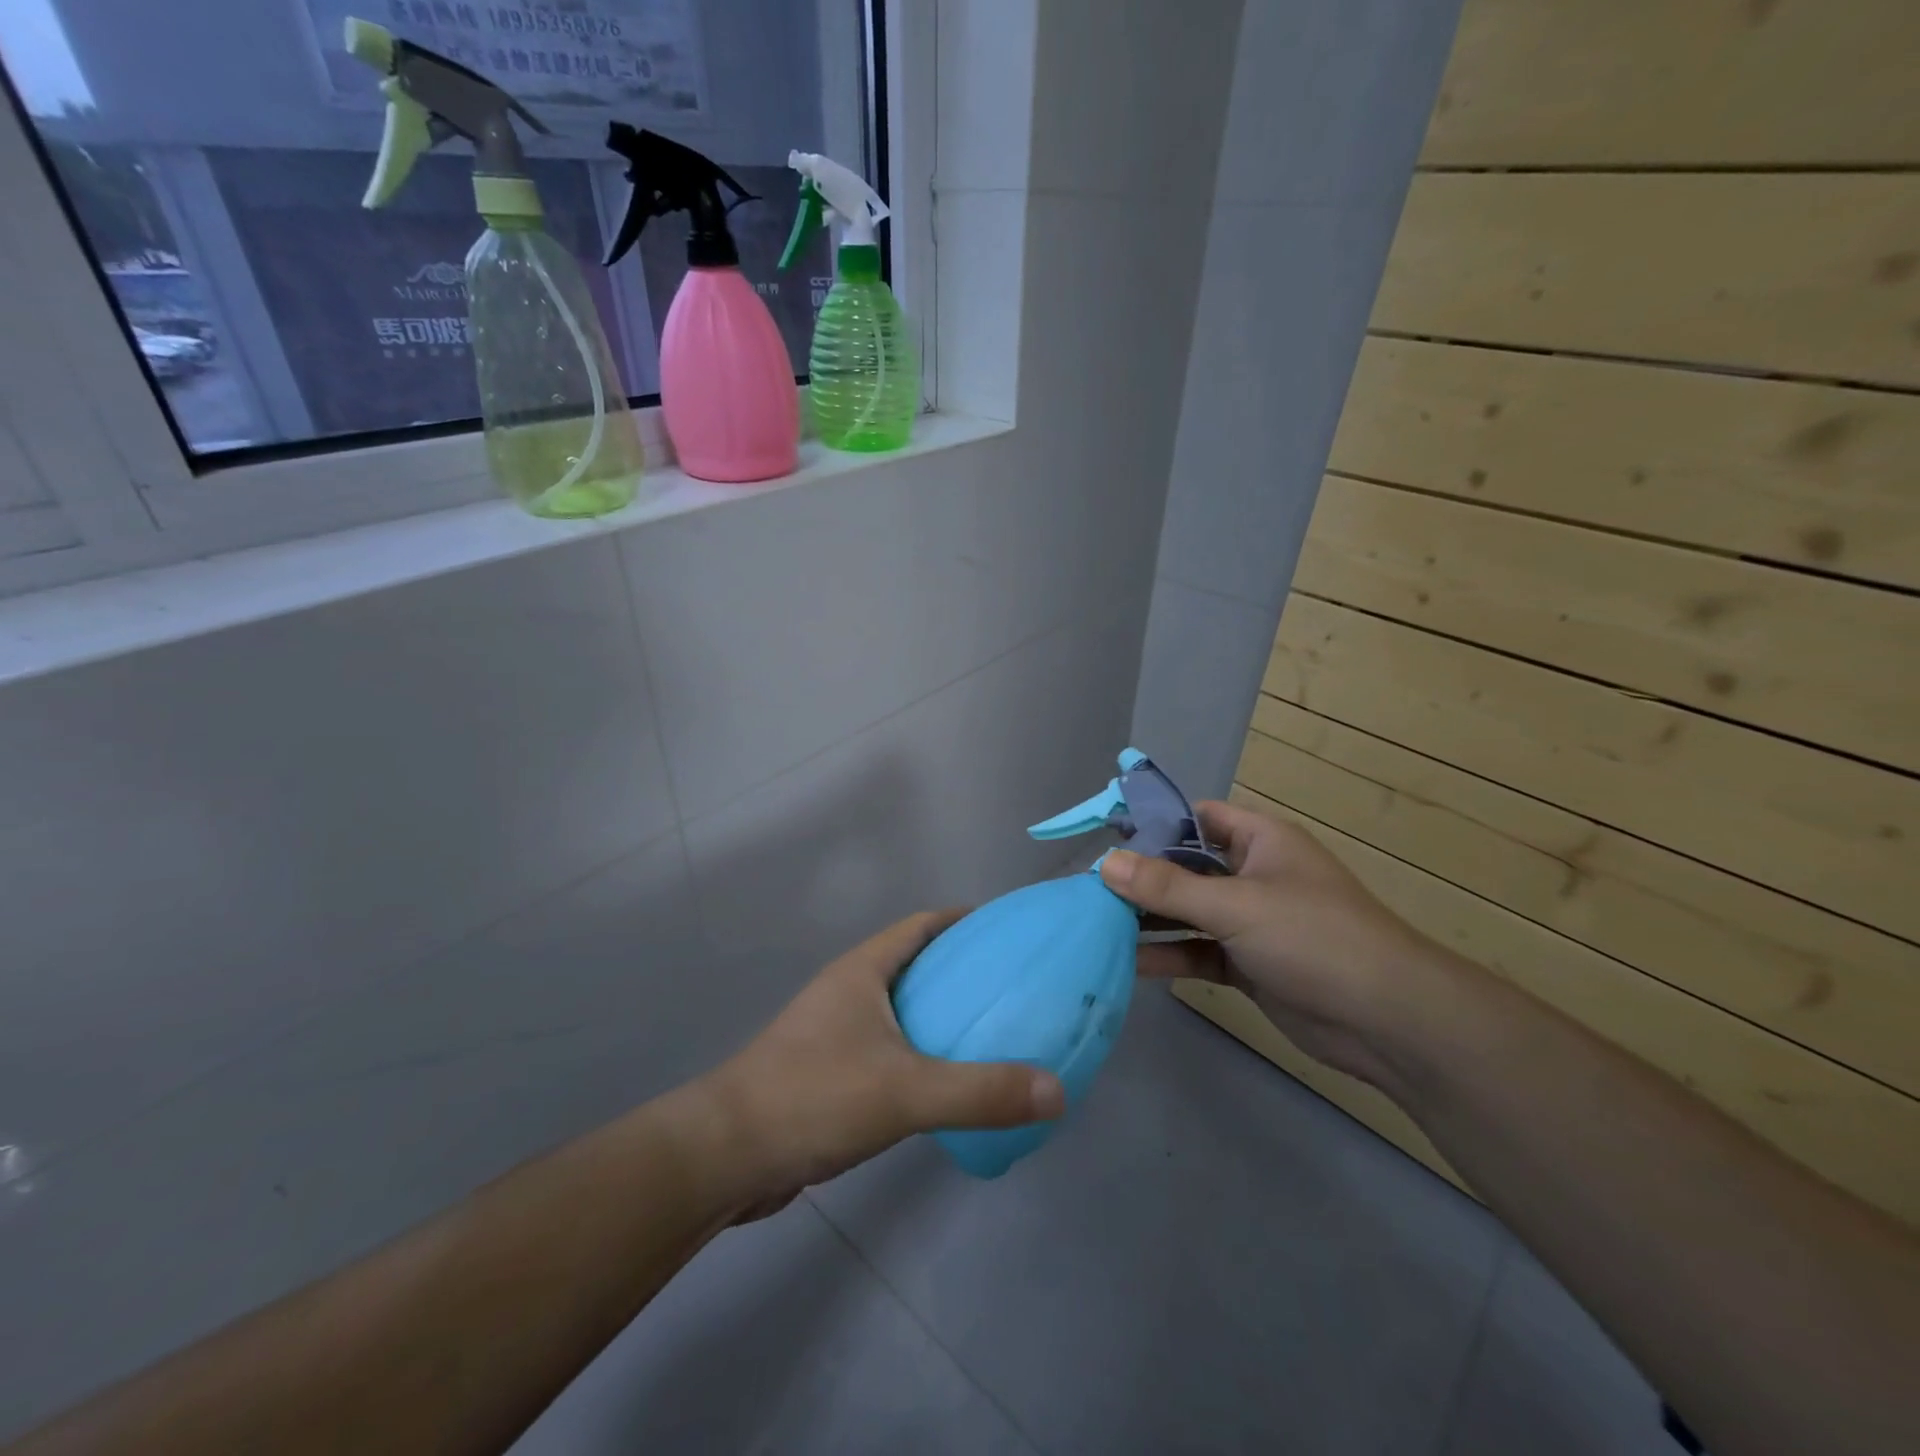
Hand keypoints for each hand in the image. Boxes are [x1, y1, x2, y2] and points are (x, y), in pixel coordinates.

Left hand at [689, 911, 1066, 1214]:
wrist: (724, 1155)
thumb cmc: (813, 1097)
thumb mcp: (906, 1092)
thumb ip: (981, 1092)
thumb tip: (1057, 1090)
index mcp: (863, 971)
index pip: (920, 925)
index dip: (962, 921)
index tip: (1006, 932)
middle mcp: (847, 991)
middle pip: (913, 964)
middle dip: (959, 970)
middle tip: (1011, 988)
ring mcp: (832, 1033)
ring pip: (898, 1010)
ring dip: (938, 1015)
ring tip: (989, 1034)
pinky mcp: (825, 1073)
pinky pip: (886, 1049)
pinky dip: (918, 1055)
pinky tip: (944, 1085)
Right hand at [1104, 799, 1447, 1089]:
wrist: (1387, 1020)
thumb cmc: (1313, 937)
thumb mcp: (1236, 905)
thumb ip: (1167, 887)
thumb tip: (1105, 865)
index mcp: (1260, 841)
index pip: (1198, 818)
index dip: (1155, 824)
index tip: (1107, 838)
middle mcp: (1253, 875)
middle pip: (1187, 867)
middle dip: (1143, 878)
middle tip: (1089, 888)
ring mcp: (1252, 922)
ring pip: (1190, 912)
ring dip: (1150, 919)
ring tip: (1096, 924)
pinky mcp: (1249, 965)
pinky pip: (1199, 951)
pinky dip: (1169, 956)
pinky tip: (1127, 963)